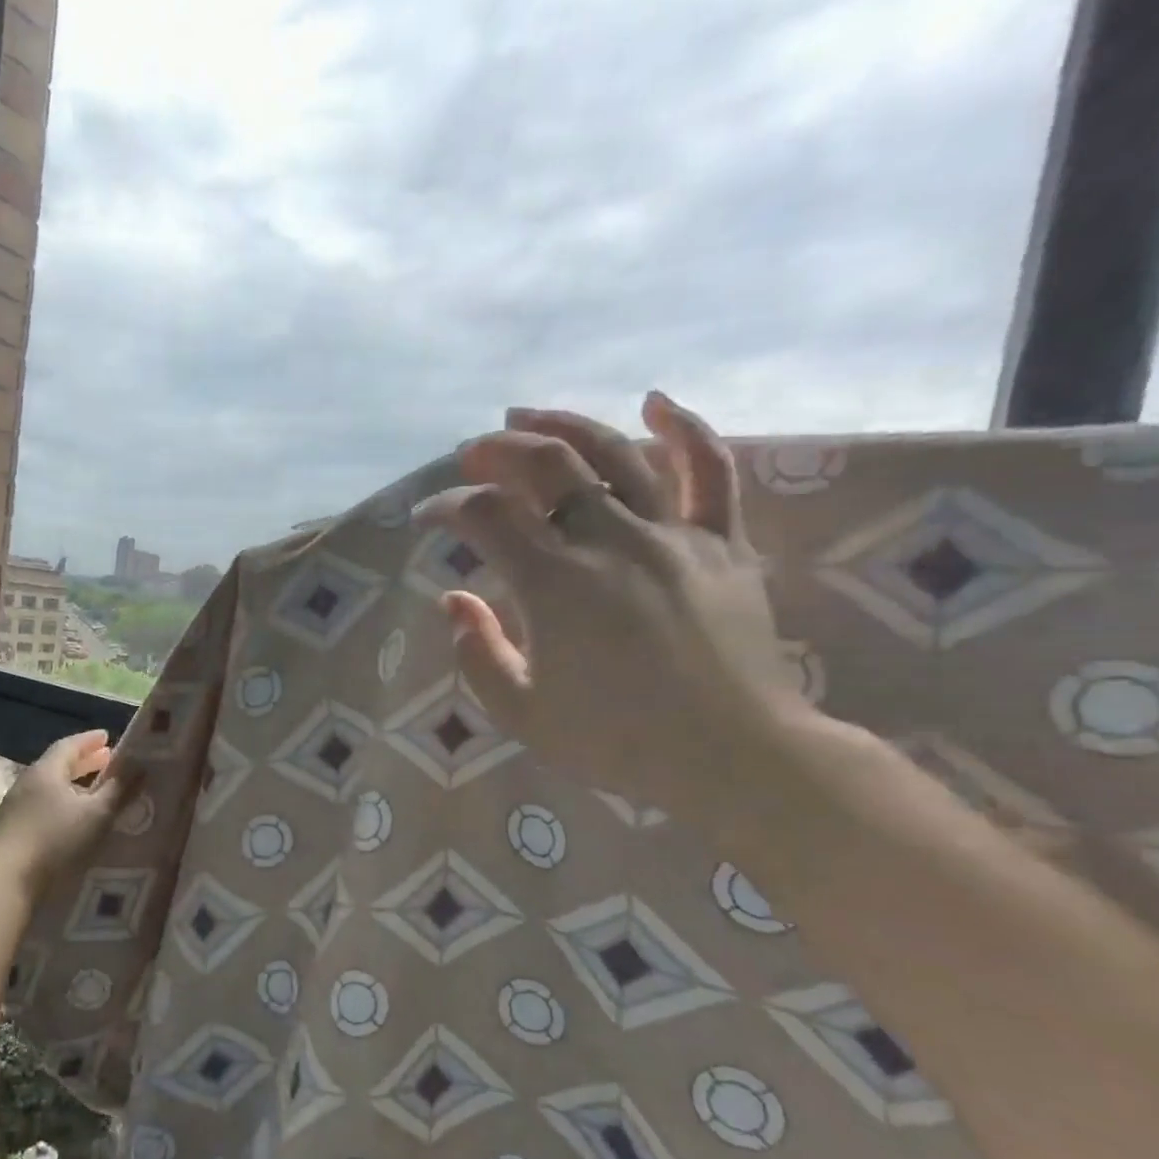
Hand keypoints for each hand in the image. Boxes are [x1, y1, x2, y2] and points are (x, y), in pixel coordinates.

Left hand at [0, 730, 139, 898]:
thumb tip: (140, 766)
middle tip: (106, 760)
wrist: (6, 879)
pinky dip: (63, 803)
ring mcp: (17, 806)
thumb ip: (119, 790)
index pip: (69, 745)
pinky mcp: (14, 829)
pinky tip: (74, 818)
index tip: (107, 736)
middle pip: (58, 765)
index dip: (89, 740)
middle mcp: (28, 782)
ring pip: (50, 787)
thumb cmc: (55, 838)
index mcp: (46, 771)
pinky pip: (44, 806)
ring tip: (94, 791)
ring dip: (73, 785)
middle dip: (84, 762)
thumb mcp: (96, 814)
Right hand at [415, 391, 808, 815]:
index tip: (427, 516)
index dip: (448, 506)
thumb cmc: (616, 740)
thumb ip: (477, 653)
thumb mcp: (520, 713)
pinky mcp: (722, 543)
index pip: (487, 515)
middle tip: (471, 455)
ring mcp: (672, 535)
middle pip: (546, 466)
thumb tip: (454, 599)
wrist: (731, 756)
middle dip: (497, 452)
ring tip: (527, 417)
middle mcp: (610, 541)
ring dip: (562, 426)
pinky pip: (711, 470)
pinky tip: (655, 402)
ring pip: (615, 453)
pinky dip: (684, 429)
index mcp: (554, 584)